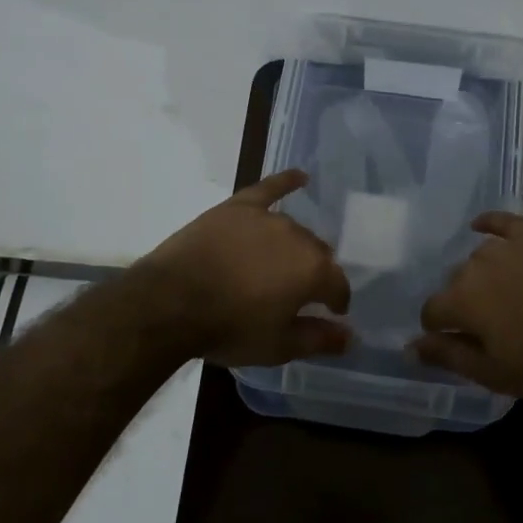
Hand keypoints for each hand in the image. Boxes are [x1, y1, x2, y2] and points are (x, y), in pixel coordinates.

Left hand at [134, 170, 352, 368]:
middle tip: (298, 293)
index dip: (336, 302)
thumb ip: (319, 339)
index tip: (331, 313)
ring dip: (296, 247)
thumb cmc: (229, 328)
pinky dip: (286, 182)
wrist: (171, 302)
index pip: (338, 286)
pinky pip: (268, 189)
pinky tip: (300, 177)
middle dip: (315, 274)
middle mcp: (297, 237)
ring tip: (283, 264)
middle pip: (317, 254)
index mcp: (313, 271)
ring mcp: (266, 218)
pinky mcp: (237, 207)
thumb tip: (350, 336)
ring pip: (294, 231)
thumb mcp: (278, 346)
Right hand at [413, 213, 522, 405]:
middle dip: (463, 302)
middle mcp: (476, 265)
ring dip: (481, 274)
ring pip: (478, 257)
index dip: (438, 329)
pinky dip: (489, 224)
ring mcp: (508, 245)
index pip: (432, 311)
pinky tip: (482, 227)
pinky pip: (502, 222)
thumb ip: (449, 356)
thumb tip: (409, 346)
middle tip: (489, 324)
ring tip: (502, 293)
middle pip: (455, 282)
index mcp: (462, 300)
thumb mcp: (498, 375)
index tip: (453, 341)